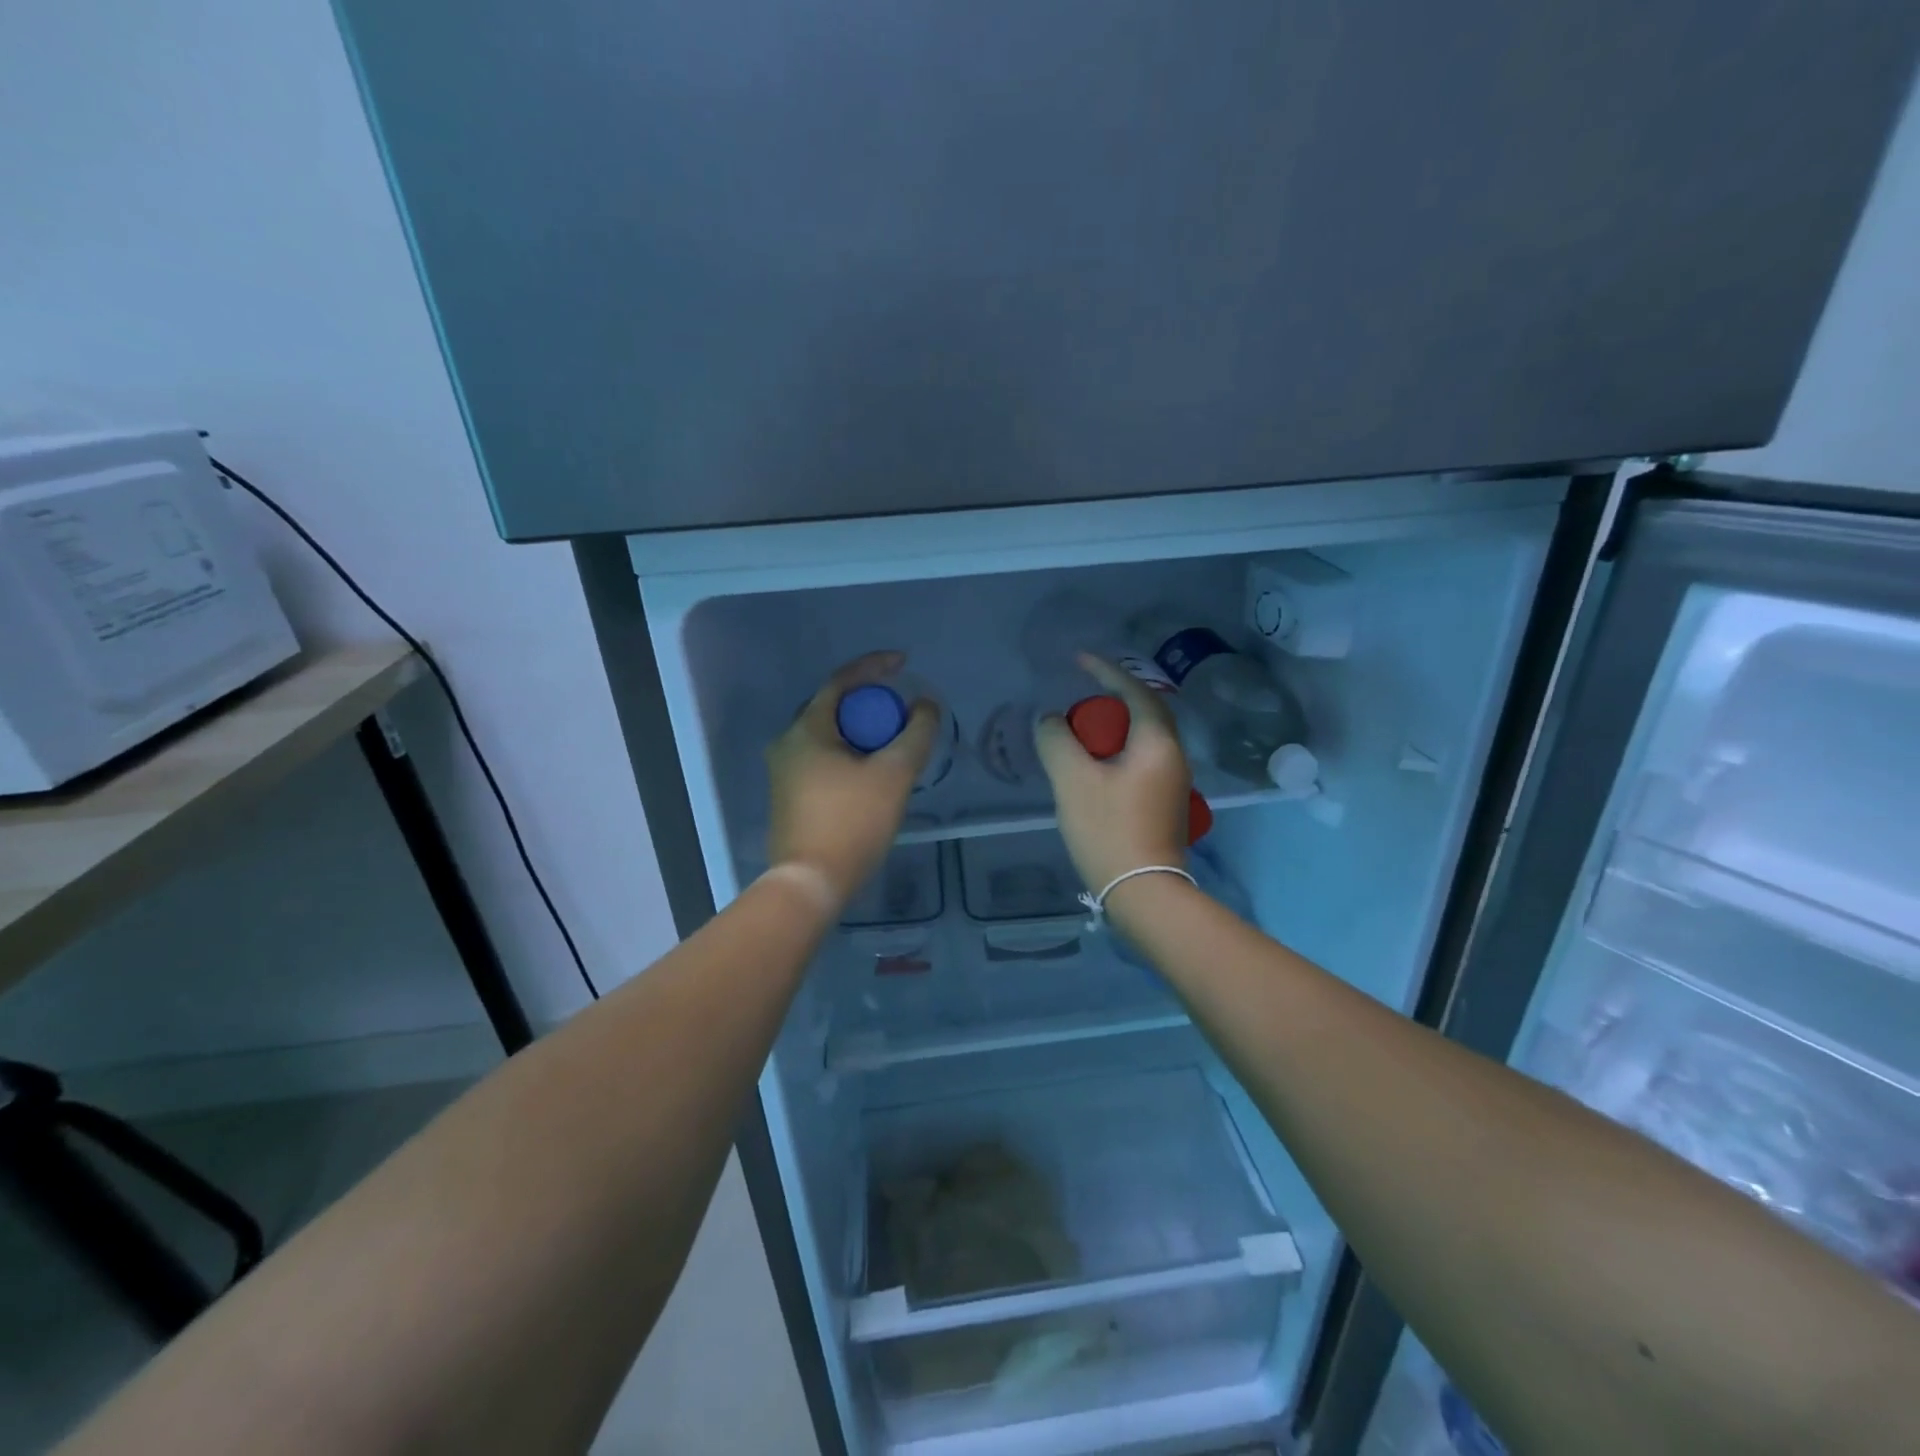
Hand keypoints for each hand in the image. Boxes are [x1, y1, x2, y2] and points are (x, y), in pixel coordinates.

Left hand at [766, 651, 938, 905]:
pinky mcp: (787, 797)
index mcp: (806, 730)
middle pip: (833, 708)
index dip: (875, 666)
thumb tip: (926, 705)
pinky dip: (849, 755)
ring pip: (828, 737)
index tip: (904, 663)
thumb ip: (916, 733)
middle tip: (900, 712)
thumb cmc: (852, 822)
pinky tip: (871, 774)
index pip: (841, 682)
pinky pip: (822, 760)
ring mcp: (783, 773)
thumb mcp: (895, 774)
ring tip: (892, 744)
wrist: (810, 883)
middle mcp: (787, 744)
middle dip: (869, 703)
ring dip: (860, 732)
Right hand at [1034, 653, 1193, 893]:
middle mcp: (1174, 757)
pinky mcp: (1165, 806)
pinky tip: (1095, 770)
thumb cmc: (1109, 830)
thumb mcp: (1073, 781)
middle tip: (1079, 705)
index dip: (1106, 672)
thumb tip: (1051, 721)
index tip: (1079, 660)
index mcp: (1157, 744)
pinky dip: (1118, 753)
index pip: (1135, 692)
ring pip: (1143, 741)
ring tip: (1082, 736)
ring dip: (1114, 731)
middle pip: (1144, 714)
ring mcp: (1173, 784)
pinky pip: (1141, 763)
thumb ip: (1057, 741)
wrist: (1144, 893)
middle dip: (1112, 702)